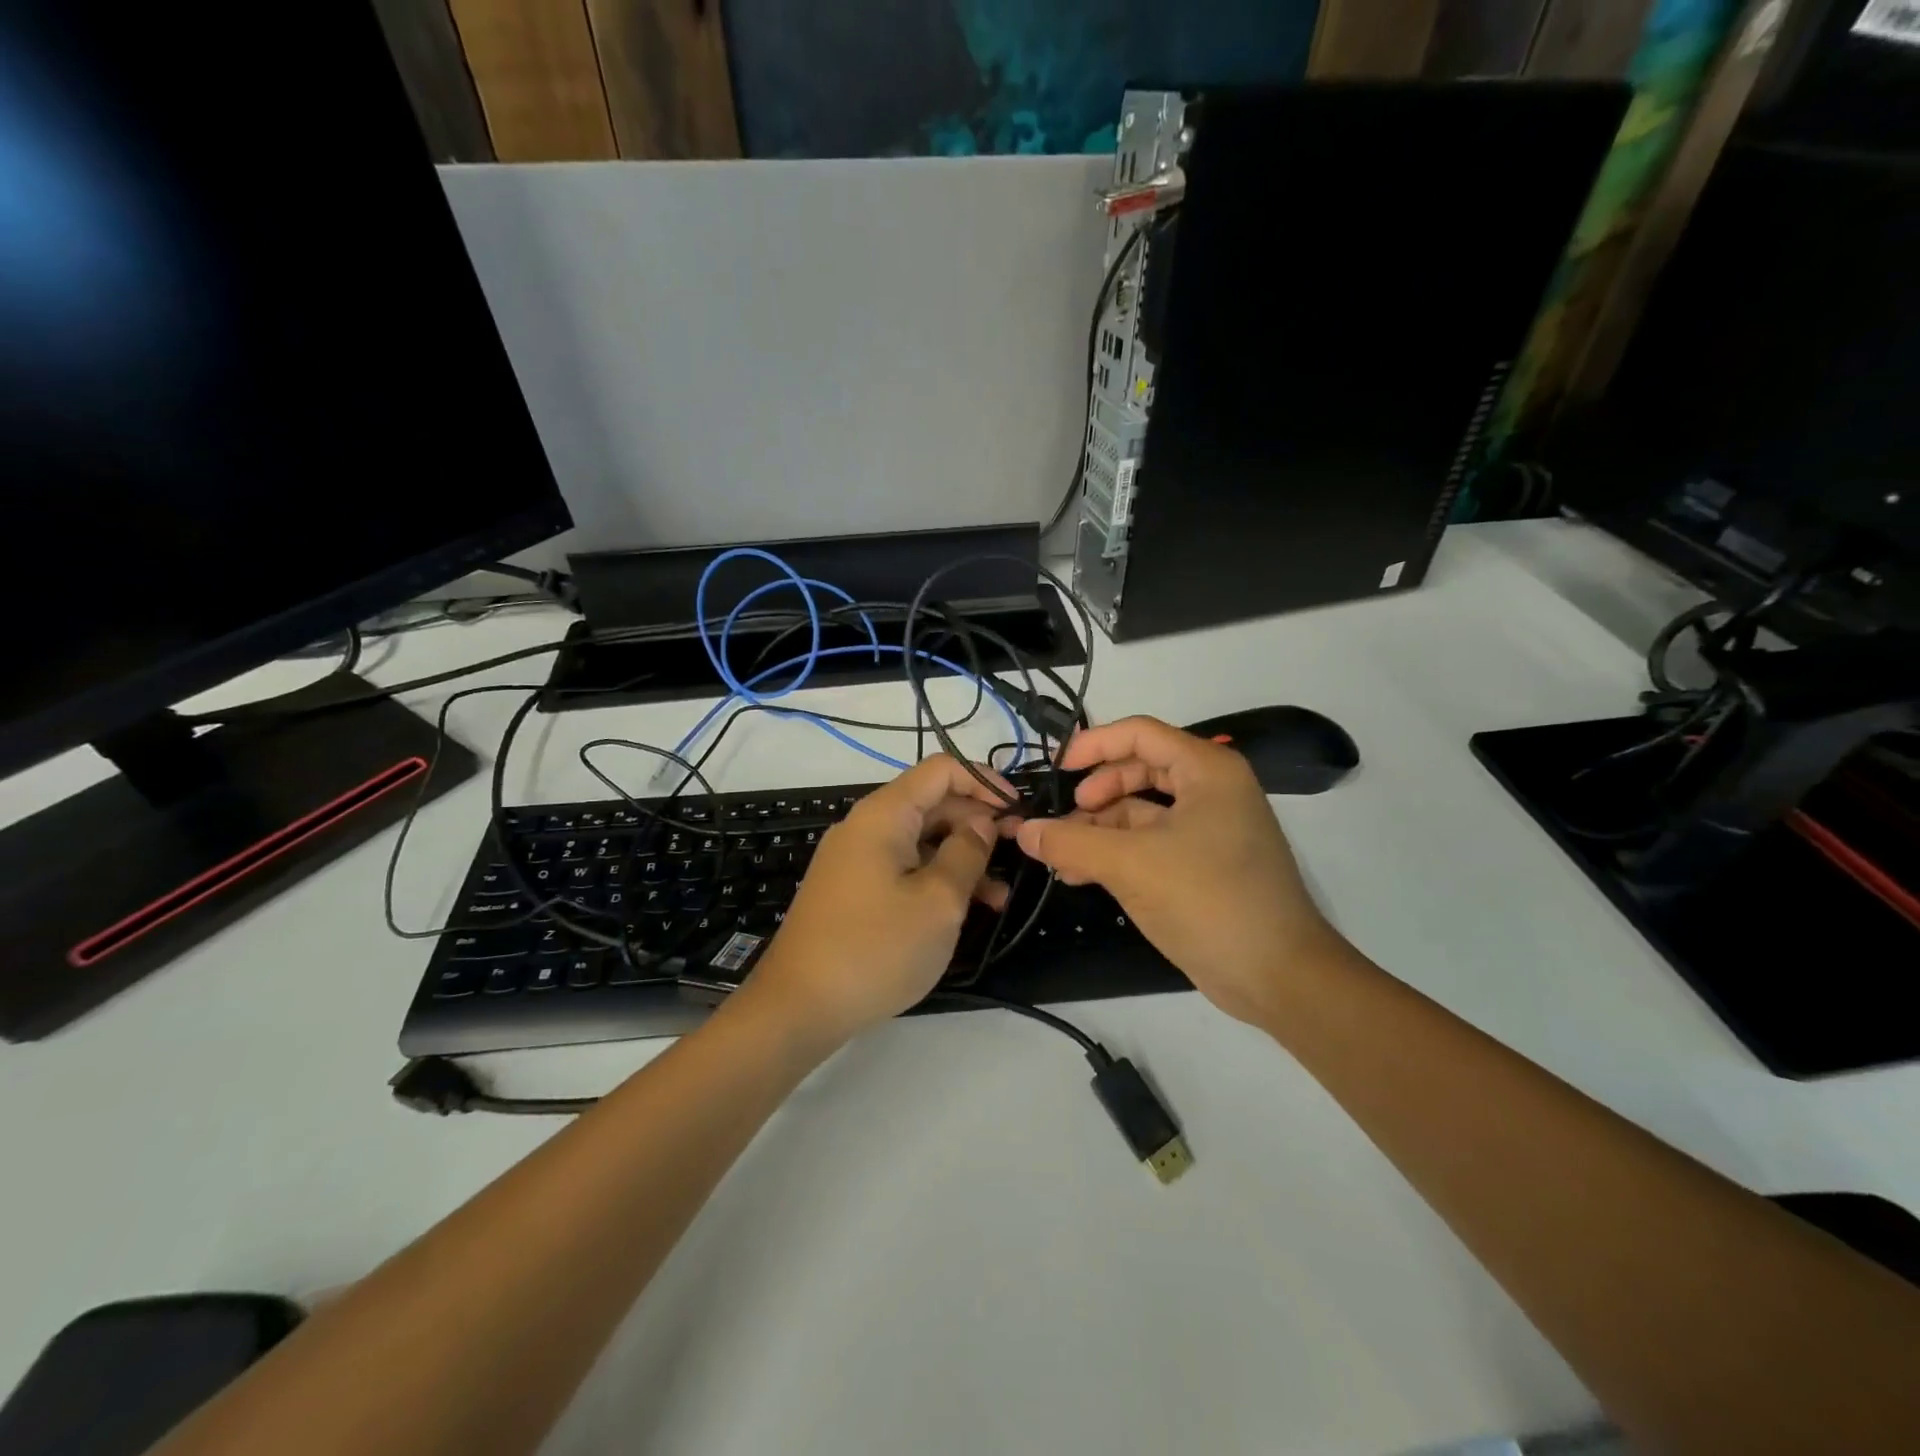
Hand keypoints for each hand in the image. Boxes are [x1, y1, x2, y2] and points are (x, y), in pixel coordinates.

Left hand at [748, 755, 1012, 1047]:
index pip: (941, 769)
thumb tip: (982, 822)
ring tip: (1000, 897)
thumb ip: (968, 853)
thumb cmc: (876, 948)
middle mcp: (867, 826)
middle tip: (1018, 853)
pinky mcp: (853, 890)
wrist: (798, 1007)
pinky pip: (904, 868)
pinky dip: (936, 879)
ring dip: (962, 858)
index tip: (1018, 810)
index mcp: (884, 814)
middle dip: (978, 822)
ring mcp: (856, 859)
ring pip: (921, 840)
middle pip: (932, 803)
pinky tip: (964, 910)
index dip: (984, 781)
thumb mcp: (938, 901)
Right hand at [1013, 716, 1348, 1025]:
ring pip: (1142, 811)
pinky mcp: (1204, 864)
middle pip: (1139, 769)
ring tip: (1062, 857)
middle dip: (1096, 793)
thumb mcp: (1131, 865)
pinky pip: (1151, 843)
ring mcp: (1210, 829)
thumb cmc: (1208, 900)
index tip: (1056, 769)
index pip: (1139, 733)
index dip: (1093, 744)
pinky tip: (1082, 875)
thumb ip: (1071, 843)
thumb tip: (1023, 831)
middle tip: (1065, 820)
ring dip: (1100, 829)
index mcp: (1207, 770)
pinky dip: (1117, 853)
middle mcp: (1212, 790)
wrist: (1278, 975)